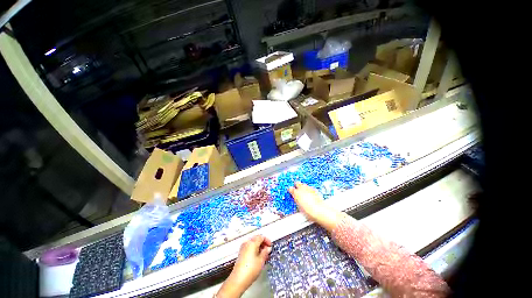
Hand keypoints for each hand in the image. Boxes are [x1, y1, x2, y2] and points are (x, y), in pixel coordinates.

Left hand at [217, 235, 271, 297]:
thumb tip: (268, 248)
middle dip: (263, 243)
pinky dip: (254, 249)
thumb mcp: (261, 261)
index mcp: (252, 242)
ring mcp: (243, 247)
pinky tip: (257, 257)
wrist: (238, 280)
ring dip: (259, 246)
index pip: (261, 236)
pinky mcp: (241, 253)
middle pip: (256, 238)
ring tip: (264, 255)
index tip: (270, 246)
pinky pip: (249, 247)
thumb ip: (265, 252)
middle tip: (268, 250)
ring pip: (253, 243)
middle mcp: (247, 243)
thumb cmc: (251, 269)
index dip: (267, 240)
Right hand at [289, 182, 339, 230]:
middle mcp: (302, 189)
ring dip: (303, 187)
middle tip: (296, 189)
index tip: (291, 192)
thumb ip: (296, 201)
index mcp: (296, 193)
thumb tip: (296, 200)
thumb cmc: (309, 211)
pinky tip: (310, 193)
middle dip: (296, 185)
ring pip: (304, 184)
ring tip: (303, 192)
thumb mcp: (299, 207)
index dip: (290, 190)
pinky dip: (309, 189)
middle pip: (297, 183)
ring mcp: (308, 188)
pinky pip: (310, 187)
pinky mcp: (314, 190)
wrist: (319, 210)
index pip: (290, 188)